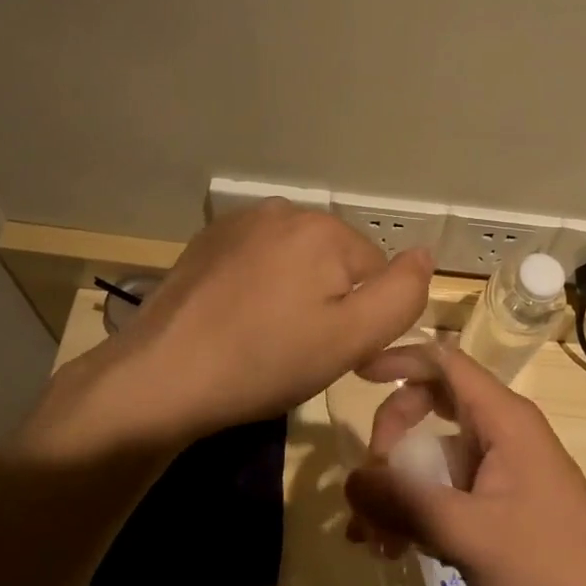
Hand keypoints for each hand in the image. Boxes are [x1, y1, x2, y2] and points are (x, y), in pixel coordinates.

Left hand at [12, 199, 435, 460]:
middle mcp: (285, 210)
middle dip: (328, 299)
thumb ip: (402, 294)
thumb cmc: (265, 361)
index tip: (330, 351)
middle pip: (335, 260)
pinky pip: (259, 258)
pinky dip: (259, 284)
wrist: (161, 376)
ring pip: (297, 259)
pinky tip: (236, 318)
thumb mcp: (352, 339)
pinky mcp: (209, 239)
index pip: (376, 271)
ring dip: (294, 291)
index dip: (361, 317)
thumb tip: (425, 253)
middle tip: (297, 348)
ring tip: (265, 335)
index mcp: (324, 228)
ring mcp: (241, 221)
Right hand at [343, 343, 585, 585]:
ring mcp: (504, 460)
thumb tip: (350, 481)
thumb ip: (406, 503)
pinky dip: (422, 504)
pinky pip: (451, 482)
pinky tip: (398, 547)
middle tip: (368, 482)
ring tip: (371, 536)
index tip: (359, 376)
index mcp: (501, 417)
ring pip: (437, 450)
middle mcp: (502, 427)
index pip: (444, 362)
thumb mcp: (468, 532)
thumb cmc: (547, 561)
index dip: (400, 359)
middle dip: (392, 437)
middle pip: (433, 404)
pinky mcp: (504, 491)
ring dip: (402, 483)